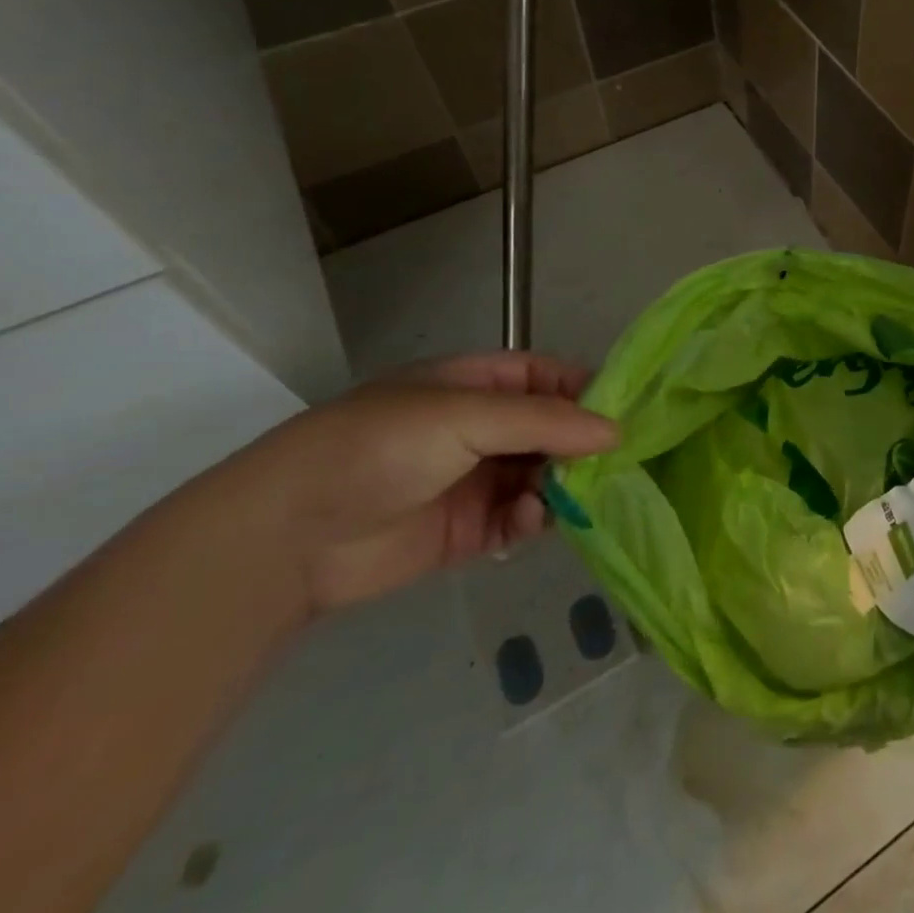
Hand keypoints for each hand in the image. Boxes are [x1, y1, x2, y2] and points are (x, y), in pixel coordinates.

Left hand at [211, 352, 617, 617]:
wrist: (289, 534)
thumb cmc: (382, 446)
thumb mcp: (467, 416)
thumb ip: (546, 421)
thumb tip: (616, 431)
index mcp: (474, 383)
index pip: (547, 377)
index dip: (585, 391)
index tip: (624, 414)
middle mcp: (478, 427)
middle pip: (550, 430)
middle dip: (579, 446)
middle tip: (611, 465)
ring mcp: (472, 479)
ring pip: (540, 476)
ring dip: (559, 485)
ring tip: (566, 498)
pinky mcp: (465, 530)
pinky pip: (518, 520)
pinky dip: (532, 520)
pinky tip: (529, 522)